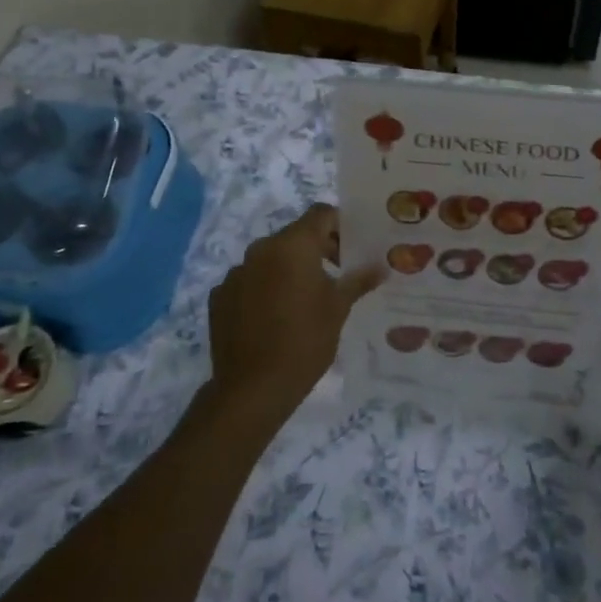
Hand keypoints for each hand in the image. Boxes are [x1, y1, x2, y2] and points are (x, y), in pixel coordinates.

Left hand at [205, 204, 381, 427]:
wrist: (253, 387)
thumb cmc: (305, 341)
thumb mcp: (338, 309)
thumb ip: (358, 280)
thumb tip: (380, 266)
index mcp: (293, 245)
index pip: (321, 214)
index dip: (340, 225)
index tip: (352, 248)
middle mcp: (261, 249)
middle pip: (295, 235)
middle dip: (317, 249)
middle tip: (337, 274)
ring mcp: (236, 272)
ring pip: (270, 258)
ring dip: (288, 269)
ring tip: (304, 300)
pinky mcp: (220, 295)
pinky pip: (249, 281)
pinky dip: (263, 289)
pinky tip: (273, 317)